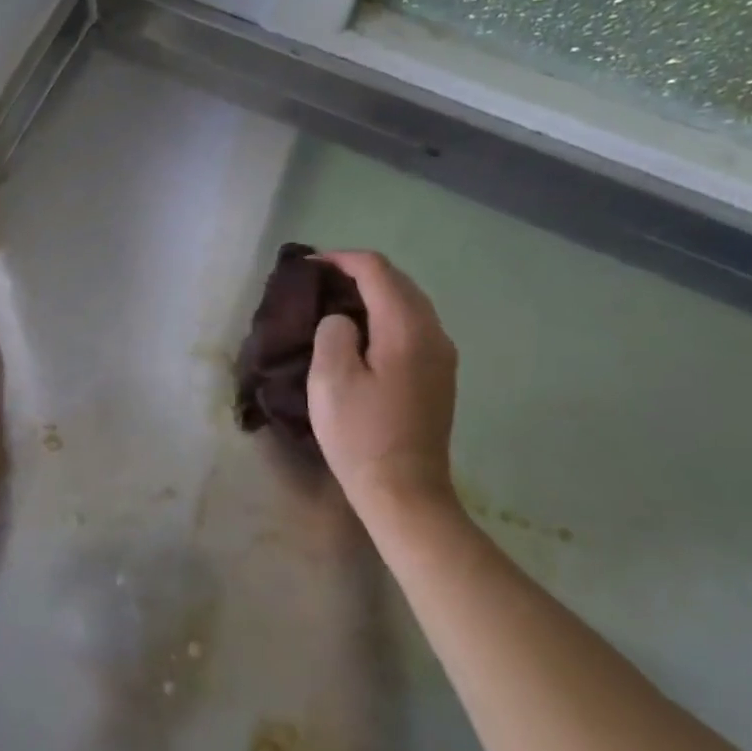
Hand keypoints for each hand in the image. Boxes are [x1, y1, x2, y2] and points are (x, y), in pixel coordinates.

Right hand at [307, 251, 461, 522]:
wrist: (404, 491)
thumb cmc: (360, 436)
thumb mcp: (330, 380)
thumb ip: (333, 333)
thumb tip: (343, 320)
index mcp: (406, 329)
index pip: (377, 271)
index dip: (342, 259)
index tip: (309, 265)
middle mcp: (433, 333)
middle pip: (399, 282)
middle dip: (359, 272)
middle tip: (320, 281)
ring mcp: (442, 355)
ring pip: (409, 303)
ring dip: (375, 293)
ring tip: (337, 302)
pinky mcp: (439, 374)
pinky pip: (414, 325)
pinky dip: (387, 315)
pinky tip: (363, 332)